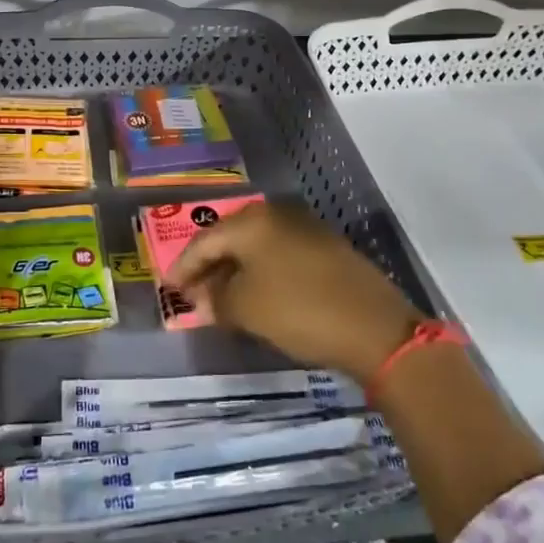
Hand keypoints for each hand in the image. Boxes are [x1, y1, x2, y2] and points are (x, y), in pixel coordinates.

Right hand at [168, 202, 422, 384]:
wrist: (374, 327)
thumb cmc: (298, 310)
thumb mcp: (246, 309)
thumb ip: (216, 300)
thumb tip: (204, 299)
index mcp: (252, 221)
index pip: (204, 241)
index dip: (183, 267)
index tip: (168, 290)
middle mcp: (276, 215)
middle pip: (230, 240)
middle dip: (209, 268)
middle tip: (192, 295)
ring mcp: (305, 229)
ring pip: (257, 248)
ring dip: (236, 273)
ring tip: (221, 300)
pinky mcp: (326, 249)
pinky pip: (279, 257)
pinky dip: (262, 275)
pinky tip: (257, 297)